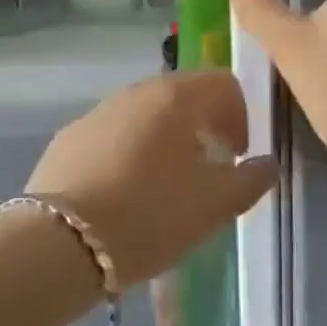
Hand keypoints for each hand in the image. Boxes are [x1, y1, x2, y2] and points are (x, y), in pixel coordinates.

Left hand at [26, 72, 275, 285]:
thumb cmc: (149, 215)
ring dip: (165, 140)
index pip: (223, 82)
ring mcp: (98, 111)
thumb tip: (266, 164)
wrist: (60, 242)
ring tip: (165, 187)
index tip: (237, 156)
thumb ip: (249, 180)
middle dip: (202, 126)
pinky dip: (129, 153)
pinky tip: (123, 194)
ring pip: (145, 115)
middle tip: (207, 171)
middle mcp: (136, 91)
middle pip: (182, 95)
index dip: (240, 115)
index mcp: (176, 96)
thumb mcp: (214, 205)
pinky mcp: (69, 137)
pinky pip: (113, 135)